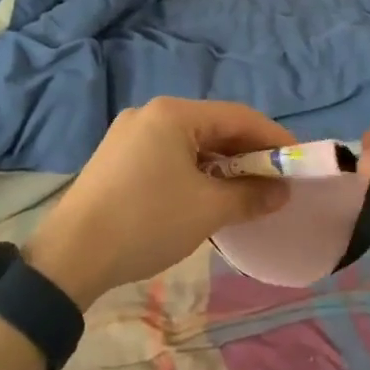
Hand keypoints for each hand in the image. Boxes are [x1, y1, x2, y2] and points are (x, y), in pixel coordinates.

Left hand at [25, 98, 293, 307]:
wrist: (70, 256)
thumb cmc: (146, 222)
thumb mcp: (207, 210)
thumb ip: (251, 195)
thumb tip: (282, 191)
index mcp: (172, 114)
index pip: (238, 116)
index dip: (273, 138)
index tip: (298, 162)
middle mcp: (150, 114)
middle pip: (213, 127)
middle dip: (247, 155)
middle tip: (274, 182)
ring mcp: (128, 135)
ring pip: (190, 144)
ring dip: (221, 166)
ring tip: (244, 194)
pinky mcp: (116, 159)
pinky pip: (168, 156)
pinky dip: (194, 172)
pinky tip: (205, 197)